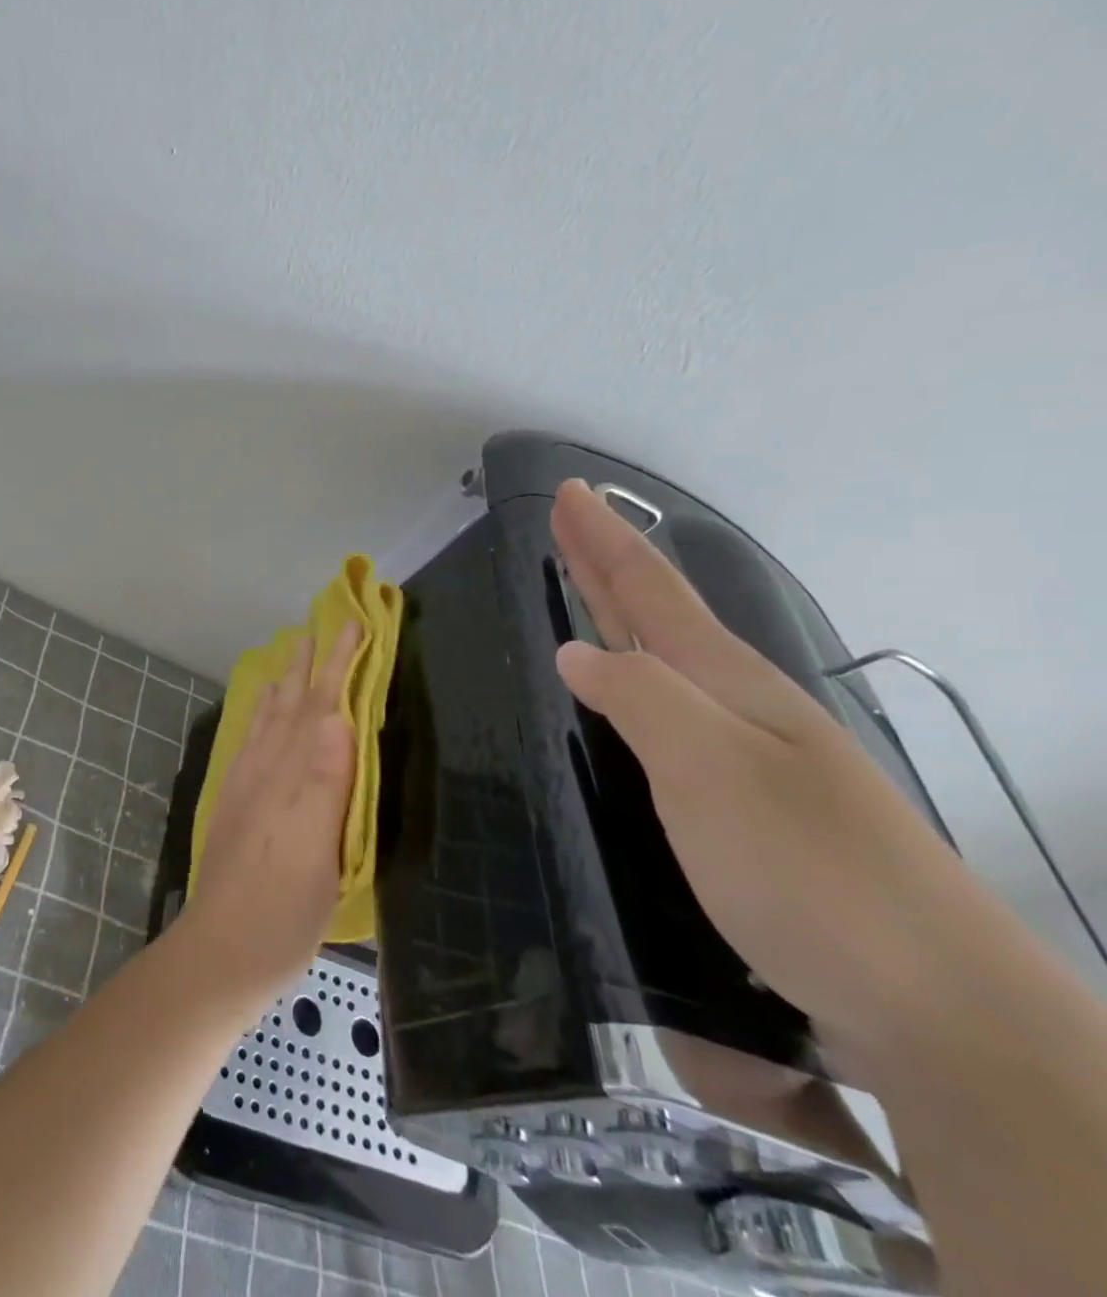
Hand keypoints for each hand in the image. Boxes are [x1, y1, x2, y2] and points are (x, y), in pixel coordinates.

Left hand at [186, 623, 364, 998]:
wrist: (221, 950)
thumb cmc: (282, 911)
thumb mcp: (318, 854)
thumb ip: (326, 783)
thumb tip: (339, 716)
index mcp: (292, 778)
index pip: (320, 708)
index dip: (338, 666)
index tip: (352, 624)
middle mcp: (266, 771)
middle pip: (292, 707)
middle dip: (309, 665)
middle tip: (319, 626)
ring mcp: (246, 787)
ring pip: (268, 721)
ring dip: (283, 684)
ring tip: (289, 657)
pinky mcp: (235, 804)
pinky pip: (249, 744)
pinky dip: (259, 719)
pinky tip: (262, 716)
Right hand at [549, 480, 972, 1049]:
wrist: (932, 1005)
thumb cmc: (808, 872)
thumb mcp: (711, 770)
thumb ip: (640, 700)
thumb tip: (575, 650)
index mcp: (731, 686)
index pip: (652, 594)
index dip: (605, 543)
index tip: (567, 494)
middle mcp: (742, 710)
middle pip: (663, 618)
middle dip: (610, 566)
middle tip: (568, 524)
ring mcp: (753, 760)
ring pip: (670, 668)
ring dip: (625, 623)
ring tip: (586, 602)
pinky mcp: (748, 811)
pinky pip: (673, 719)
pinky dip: (638, 688)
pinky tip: (627, 708)